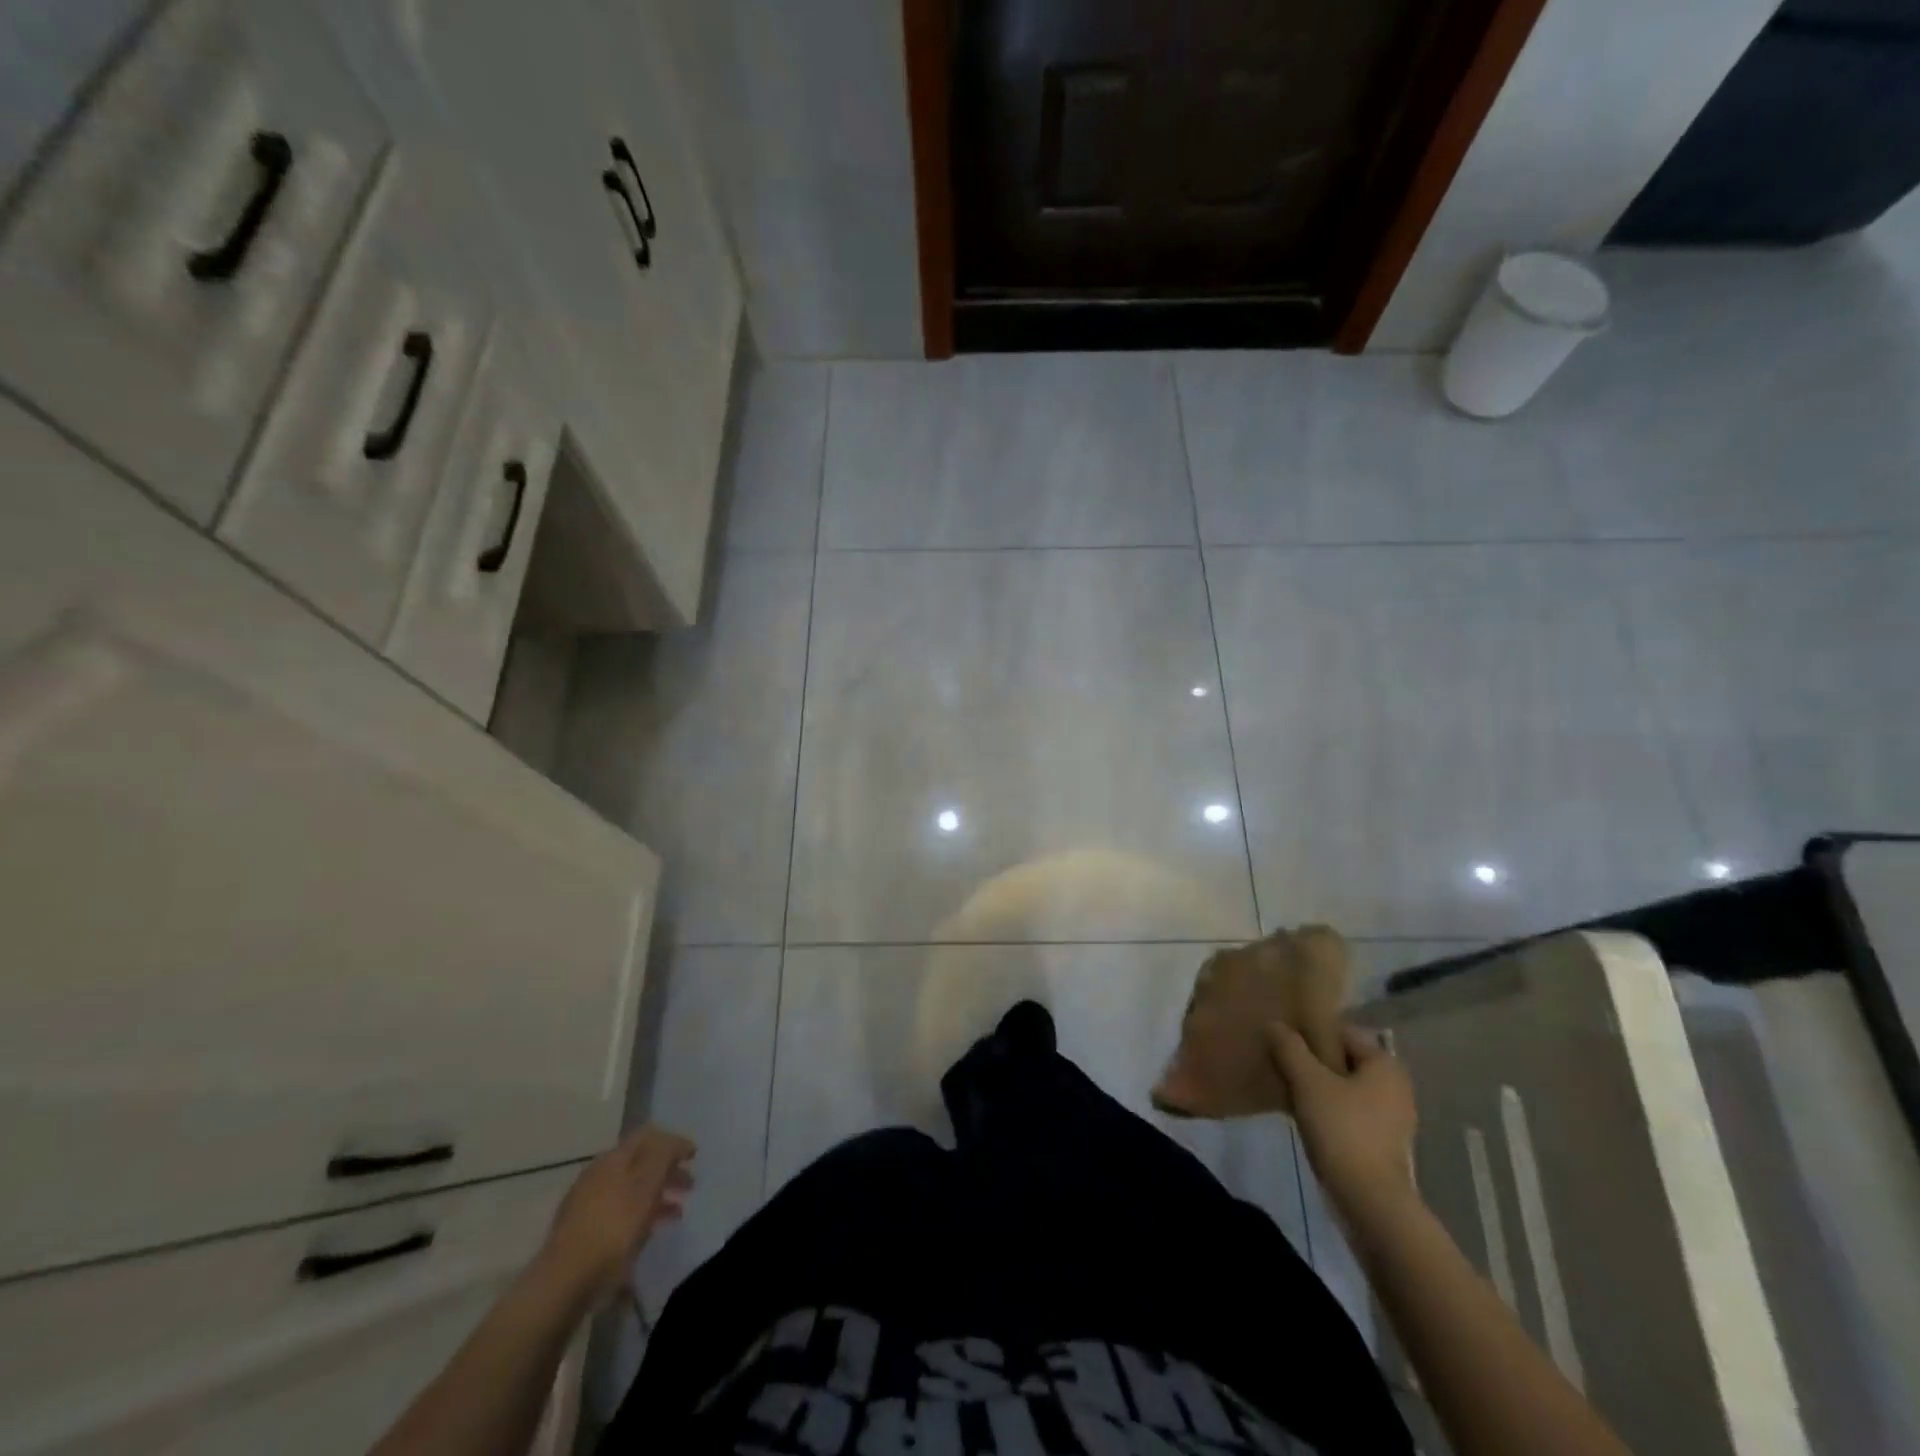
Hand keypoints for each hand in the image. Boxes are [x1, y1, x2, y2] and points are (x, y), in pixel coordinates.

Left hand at [539, 1125, 694, 1300]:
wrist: (563, 1282)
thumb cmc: (613, 1229)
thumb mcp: (647, 1186)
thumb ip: (664, 1156)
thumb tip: (675, 1141)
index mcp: (613, 1158)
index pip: (648, 1135)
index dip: (674, 1141)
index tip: (695, 1156)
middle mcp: (598, 1173)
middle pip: (640, 1162)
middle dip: (667, 1170)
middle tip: (690, 1186)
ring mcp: (586, 1203)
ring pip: (630, 1189)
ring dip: (656, 1195)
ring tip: (676, 1214)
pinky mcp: (581, 1231)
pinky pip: (619, 1212)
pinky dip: (639, 1215)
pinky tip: (648, 1232)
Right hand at [1269, 1022, 1417, 1225]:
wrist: (1369, 1202)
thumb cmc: (1342, 1130)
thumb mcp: (1308, 1082)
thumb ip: (1289, 1048)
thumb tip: (1274, 1024)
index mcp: (1385, 1064)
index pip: (1342, 1031)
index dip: (1310, 1031)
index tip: (1282, 1038)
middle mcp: (1395, 1086)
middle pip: (1344, 1059)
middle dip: (1312, 1059)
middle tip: (1280, 1061)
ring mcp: (1392, 1117)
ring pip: (1345, 1087)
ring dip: (1317, 1084)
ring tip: (1285, 1086)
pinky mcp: (1382, 1143)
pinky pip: (1349, 1111)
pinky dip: (1327, 1107)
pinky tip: (1302, 1113)